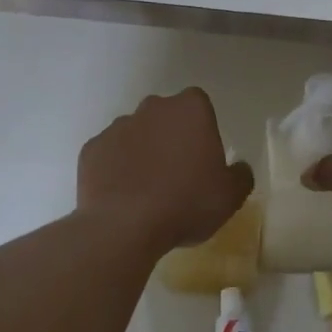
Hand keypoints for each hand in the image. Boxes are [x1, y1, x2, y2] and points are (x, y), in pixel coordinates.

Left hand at [78, 87, 254, 254]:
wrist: (125, 226)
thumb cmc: (186, 203)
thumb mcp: (231, 196)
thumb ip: (240, 175)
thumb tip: (239, 168)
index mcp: (190, 110)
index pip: (199, 105)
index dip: (202, 130)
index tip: (203, 158)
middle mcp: (152, 108)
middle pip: (165, 116)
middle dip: (170, 137)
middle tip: (178, 174)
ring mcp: (117, 127)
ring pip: (135, 134)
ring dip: (142, 153)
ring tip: (147, 190)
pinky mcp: (91, 150)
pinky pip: (109, 155)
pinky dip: (116, 170)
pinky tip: (123, 196)